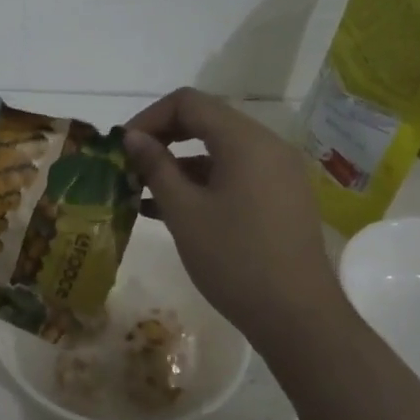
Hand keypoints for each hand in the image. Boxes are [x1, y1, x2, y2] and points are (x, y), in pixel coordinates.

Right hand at [123, 87, 344, 351]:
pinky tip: (171, 210)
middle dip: (163, 139)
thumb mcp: (184, 212)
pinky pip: (235, 175)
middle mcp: (266, 146)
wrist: (297, 316)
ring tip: (142, 193)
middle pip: (206, 122)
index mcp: (245, 140)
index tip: (123, 148)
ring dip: (180, 164)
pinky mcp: (280, 198)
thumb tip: (133, 137)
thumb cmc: (234, 259)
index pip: (189, 103)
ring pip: (220, 151)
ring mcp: (278, 173)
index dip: (149, 118)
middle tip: (130, 166)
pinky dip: (203, 183)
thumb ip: (156, 167)